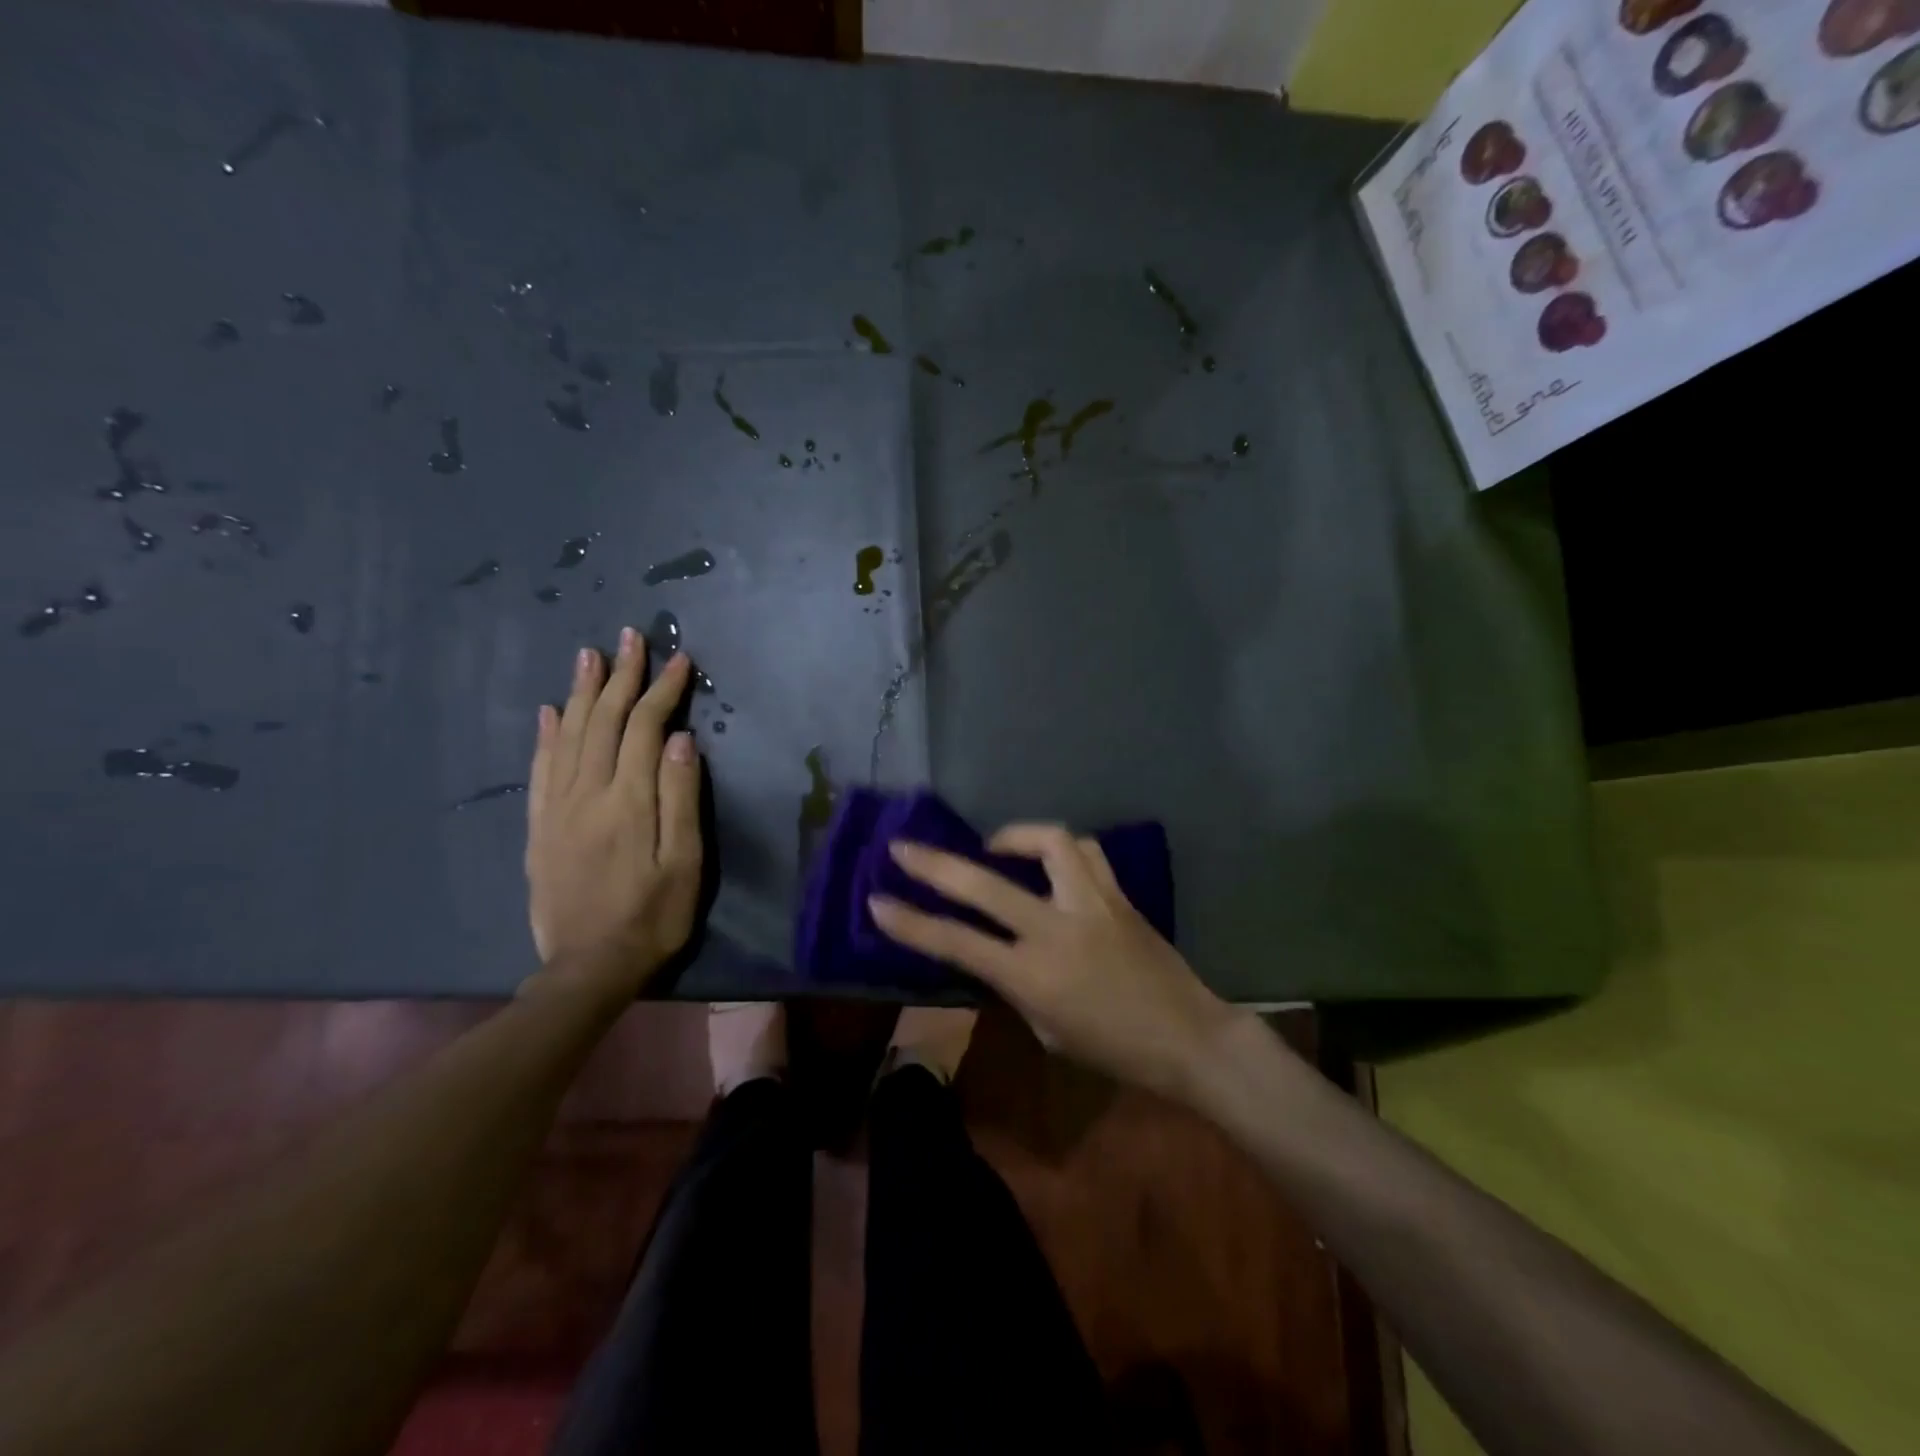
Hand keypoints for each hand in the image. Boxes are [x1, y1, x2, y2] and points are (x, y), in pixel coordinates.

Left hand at [525, 631, 702, 996]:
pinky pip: (541, 769)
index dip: (663, 690)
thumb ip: (680, 798)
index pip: (644, 728)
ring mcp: (557, 809)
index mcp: (628, 801)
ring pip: (569, 735)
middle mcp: (587, 794)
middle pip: (603, 721)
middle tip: (631, 636)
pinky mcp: (540, 827)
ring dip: (582, 691)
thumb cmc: (652, 916)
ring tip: (590, 655)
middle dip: (621, 676)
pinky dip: (546, 734)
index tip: (680, 659)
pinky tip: (550, 711)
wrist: (587, 968)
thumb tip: (679, 738)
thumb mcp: (684, 863)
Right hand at [870, 825, 1239, 1102]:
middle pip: (986, 885)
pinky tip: (1051, 860)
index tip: (876, 901)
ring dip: (1014, 836)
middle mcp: (1057, 930)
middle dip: (936, 864)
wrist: (1187, 1037)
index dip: (910, 922)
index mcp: (1033, 975)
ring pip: (1048, 842)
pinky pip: (1084, 851)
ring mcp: (1091, 904)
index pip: (956, 943)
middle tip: (904, 847)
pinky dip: (1060, 848)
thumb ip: (1015, 985)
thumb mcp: (1047, 1028)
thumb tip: (994, 951)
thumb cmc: (1113, 1049)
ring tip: (998, 847)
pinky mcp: (1118, 893)